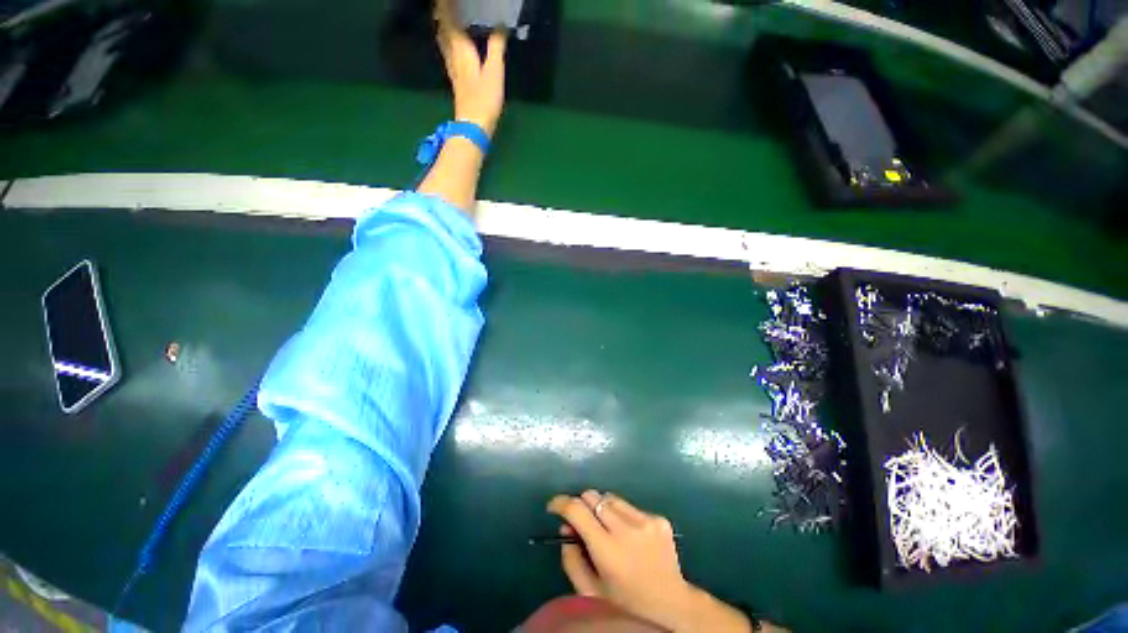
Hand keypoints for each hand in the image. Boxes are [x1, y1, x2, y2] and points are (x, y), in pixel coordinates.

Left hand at [434, 0, 507, 135]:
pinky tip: (453, 44)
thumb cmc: (484, 99)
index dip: (446, 6)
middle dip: (442, 13)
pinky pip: (448, 52)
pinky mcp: (456, 79)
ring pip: (443, 40)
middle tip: (446, 5)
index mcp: (460, 48)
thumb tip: (500, 25)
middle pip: (442, 28)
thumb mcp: (494, 71)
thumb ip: (496, 46)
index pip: (448, 19)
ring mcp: (452, 68)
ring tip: (447, 18)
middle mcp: (452, 54)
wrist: (473, 125)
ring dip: (443, 26)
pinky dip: (448, 41)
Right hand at [547, 491, 756, 631]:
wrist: (673, 607)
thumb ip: (572, 561)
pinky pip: (630, 507)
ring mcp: (646, 521)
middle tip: (581, 523)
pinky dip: (622, 516)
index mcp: (608, 550)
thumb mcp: (590, 593)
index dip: (561, 503)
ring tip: (607, 529)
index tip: (553, 507)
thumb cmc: (626, 604)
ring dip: (602, 509)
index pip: (577, 510)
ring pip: (611, 498)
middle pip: (593, 496)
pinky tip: (630, 536)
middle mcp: (627, 529)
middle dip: (581, 505)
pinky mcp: (659, 519)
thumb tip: (565, 530)